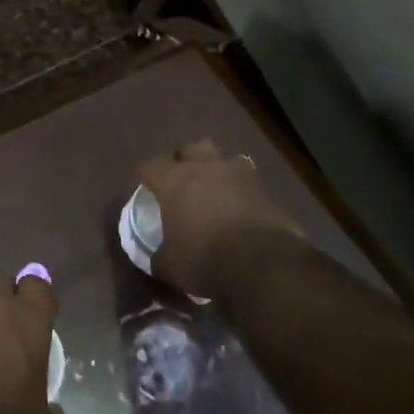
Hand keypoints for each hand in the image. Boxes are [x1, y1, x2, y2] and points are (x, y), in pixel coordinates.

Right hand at [138, 139, 302, 297]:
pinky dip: (243, 193)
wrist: (265, 266)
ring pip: (226, 159)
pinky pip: (250, 184)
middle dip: (185, 160)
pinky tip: (241, 211)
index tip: (145, 188)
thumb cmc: (205, 259)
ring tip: (216, 191)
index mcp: (175, 181)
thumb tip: (156, 257)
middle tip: (181, 181)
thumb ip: (159, 255)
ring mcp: (241, 177)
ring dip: (219, 171)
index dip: (146, 176)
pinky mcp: (268, 192)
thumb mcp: (170, 266)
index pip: (151, 165)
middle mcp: (206, 169)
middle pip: (191, 148)